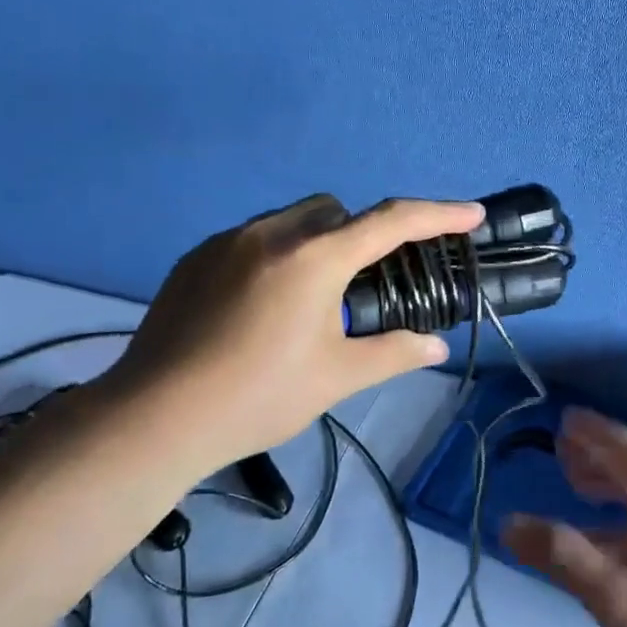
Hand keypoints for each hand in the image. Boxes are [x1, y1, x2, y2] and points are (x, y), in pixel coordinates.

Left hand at [100, 193, 484, 474]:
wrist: (155, 416)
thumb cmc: (258, 395)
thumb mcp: (336, 377)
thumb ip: (392, 353)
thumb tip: (436, 348)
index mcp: (315, 258)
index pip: (392, 221)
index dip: (438, 215)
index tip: (470, 214)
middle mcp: (272, 234)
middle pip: (336, 210)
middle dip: (361, 233)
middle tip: (364, 285)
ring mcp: (227, 241)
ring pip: (291, 220)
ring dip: (316, 243)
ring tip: (310, 300)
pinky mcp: (196, 258)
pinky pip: (253, 239)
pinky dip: (275, 256)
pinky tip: (262, 306)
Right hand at [503, 407, 626, 626]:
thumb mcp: (612, 596)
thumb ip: (560, 554)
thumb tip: (509, 523)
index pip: (624, 446)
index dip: (591, 432)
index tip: (564, 420)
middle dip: (600, 453)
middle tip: (563, 451)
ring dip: (616, 481)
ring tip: (580, 486)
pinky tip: (616, 533)